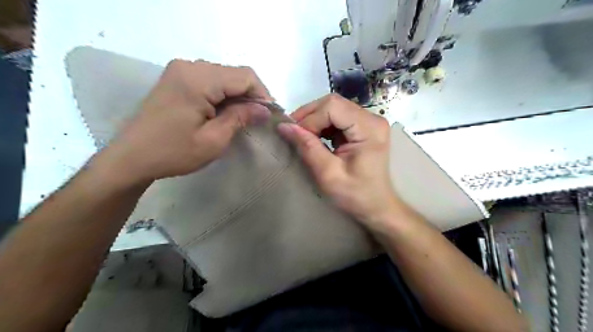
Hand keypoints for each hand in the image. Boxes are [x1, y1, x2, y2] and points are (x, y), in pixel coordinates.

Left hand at [99, 58, 270, 184]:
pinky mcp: (177, 78)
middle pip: (235, 73)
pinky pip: (211, 80)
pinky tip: (224, 111)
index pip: (244, 76)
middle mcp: (189, 66)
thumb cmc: (173, 152)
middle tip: (257, 119)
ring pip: (224, 75)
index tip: (268, 116)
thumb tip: (265, 109)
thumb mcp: (213, 140)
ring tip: (242, 117)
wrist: (132, 158)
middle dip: (251, 95)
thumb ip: (240, 118)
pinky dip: (224, 94)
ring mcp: (180, 70)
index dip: (262, 94)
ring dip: (238, 95)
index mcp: (197, 79)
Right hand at [278, 93, 402, 230]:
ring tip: (302, 137)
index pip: (332, 107)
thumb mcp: (328, 174)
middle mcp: (372, 118)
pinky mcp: (363, 126)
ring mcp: (368, 121)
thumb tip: (284, 126)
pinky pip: (337, 117)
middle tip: (294, 134)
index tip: (296, 137)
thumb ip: (307, 147)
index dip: (310, 118)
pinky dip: (322, 125)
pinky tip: (315, 138)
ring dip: (314, 120)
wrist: (376, 205)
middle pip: (333, 103)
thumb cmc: (356, 195)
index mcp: (369, 128)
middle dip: (309, 116)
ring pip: (333, 107)